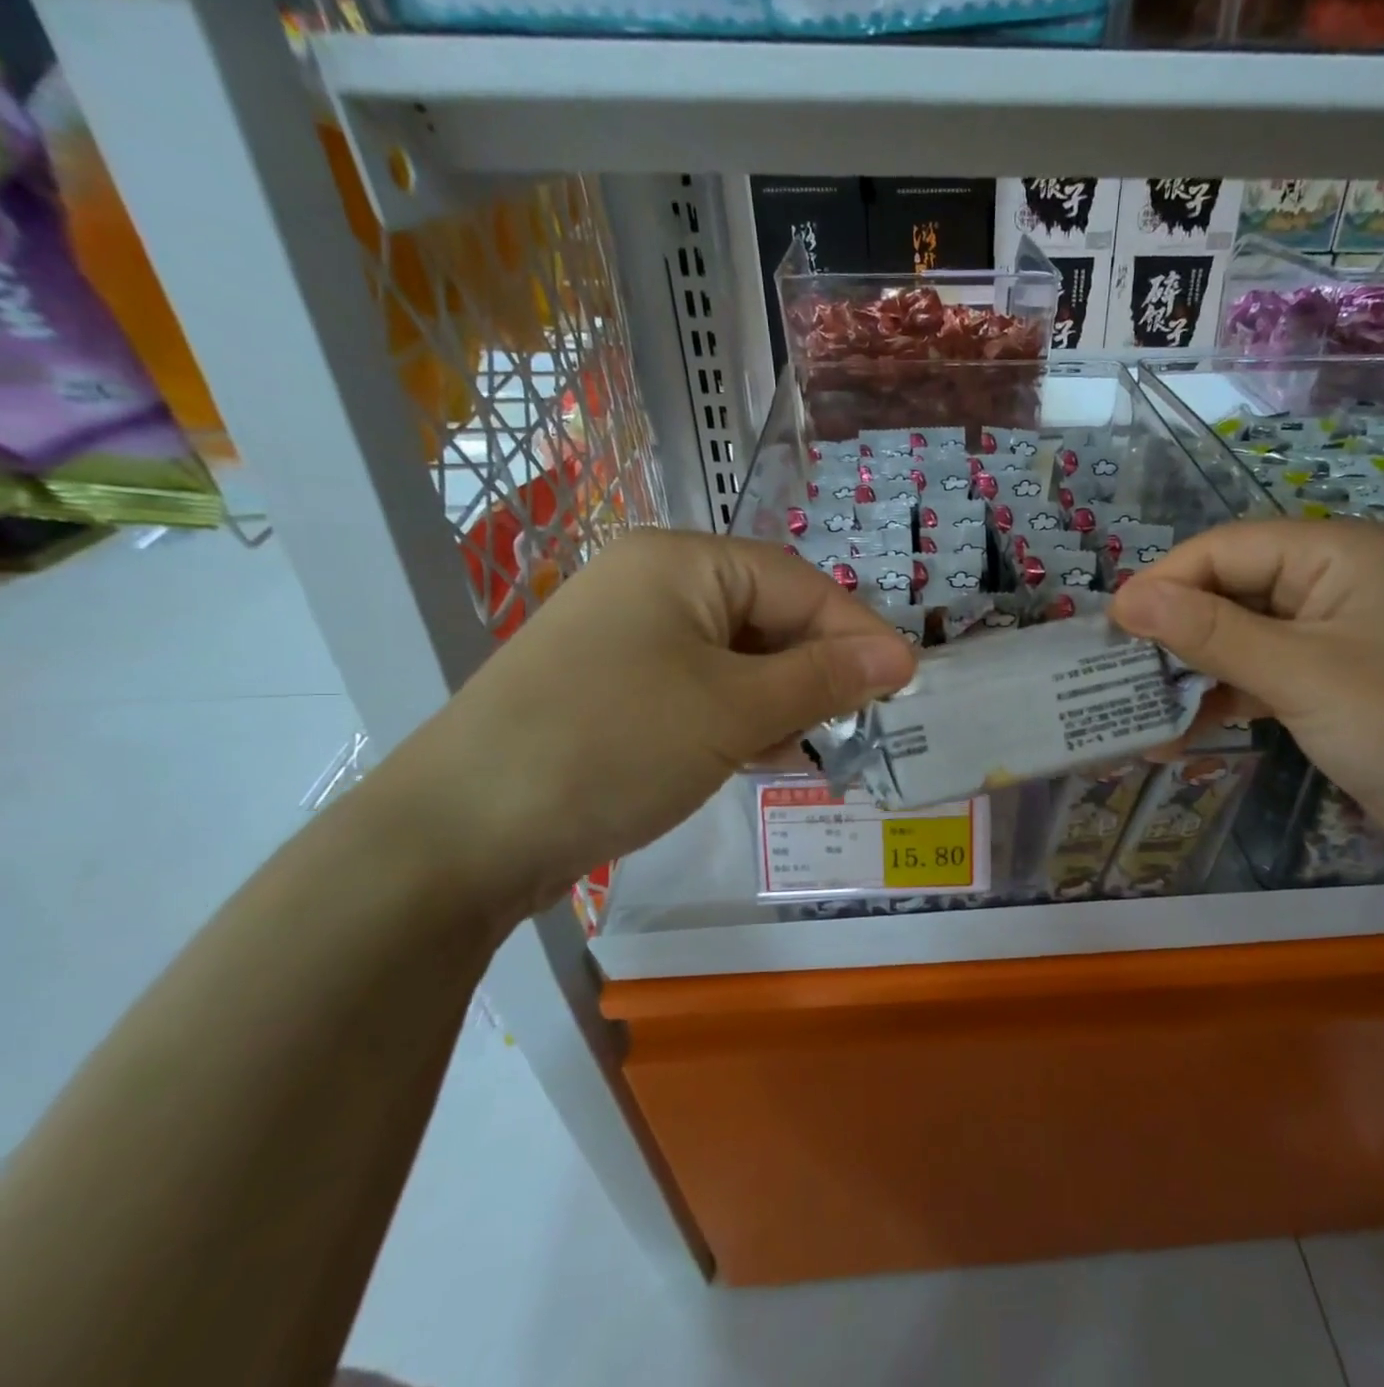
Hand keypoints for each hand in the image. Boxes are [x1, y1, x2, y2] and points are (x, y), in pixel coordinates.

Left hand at [366, 532, 917, 919]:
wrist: (458, 836)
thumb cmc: (614, 746)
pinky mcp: (612, 687)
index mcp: (680, 563)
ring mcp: (627, 637)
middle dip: (819, 667)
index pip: (798, 584)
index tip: (908, 680)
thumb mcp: (734, 710)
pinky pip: (699, 687)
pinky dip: (738, 716)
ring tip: (817, 742)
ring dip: (782, 697)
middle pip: (767, 616)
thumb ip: (824, 678)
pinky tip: (760, 753)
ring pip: (736, 657)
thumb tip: (902, 657)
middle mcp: (652, 584)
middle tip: (866, 718)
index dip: (858, 632)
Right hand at [1108, 518, 1383, 862]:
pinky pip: (1258, 672)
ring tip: (1136, 706)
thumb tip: (1126, 600)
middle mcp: (1333, 580)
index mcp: (1339, 553)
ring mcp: (1331, 631)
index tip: (1110, 628)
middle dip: (1173, 632)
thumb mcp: (1299, 675)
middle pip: (1229, 589)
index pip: (1226, 548)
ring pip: (1238, 634)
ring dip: (1191, 670)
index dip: (1164, 583)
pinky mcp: (1327, 677)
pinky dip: (1221, 697)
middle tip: (1116, 670)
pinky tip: (1178, 732)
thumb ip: (1210, 633)